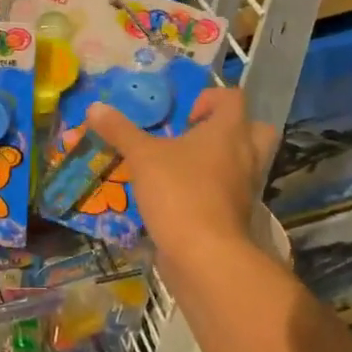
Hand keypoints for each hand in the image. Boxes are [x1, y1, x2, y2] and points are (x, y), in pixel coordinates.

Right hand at [87, 85, 278, 283]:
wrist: (204, 253)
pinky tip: (183, 194)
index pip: (233, 98)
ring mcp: (246, 187)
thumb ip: (120, 131)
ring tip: (187, 166)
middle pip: (256, 129)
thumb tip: (95, 107)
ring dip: (223, 159)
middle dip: (231, 128)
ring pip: (246, 162)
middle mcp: (246, 155)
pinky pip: (232, 191)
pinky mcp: (239, 214)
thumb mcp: (141, 156)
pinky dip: (214, 189)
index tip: (184, 116)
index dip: (210, 98)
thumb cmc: (178, 191)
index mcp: (229, 131)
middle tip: (198, 136)